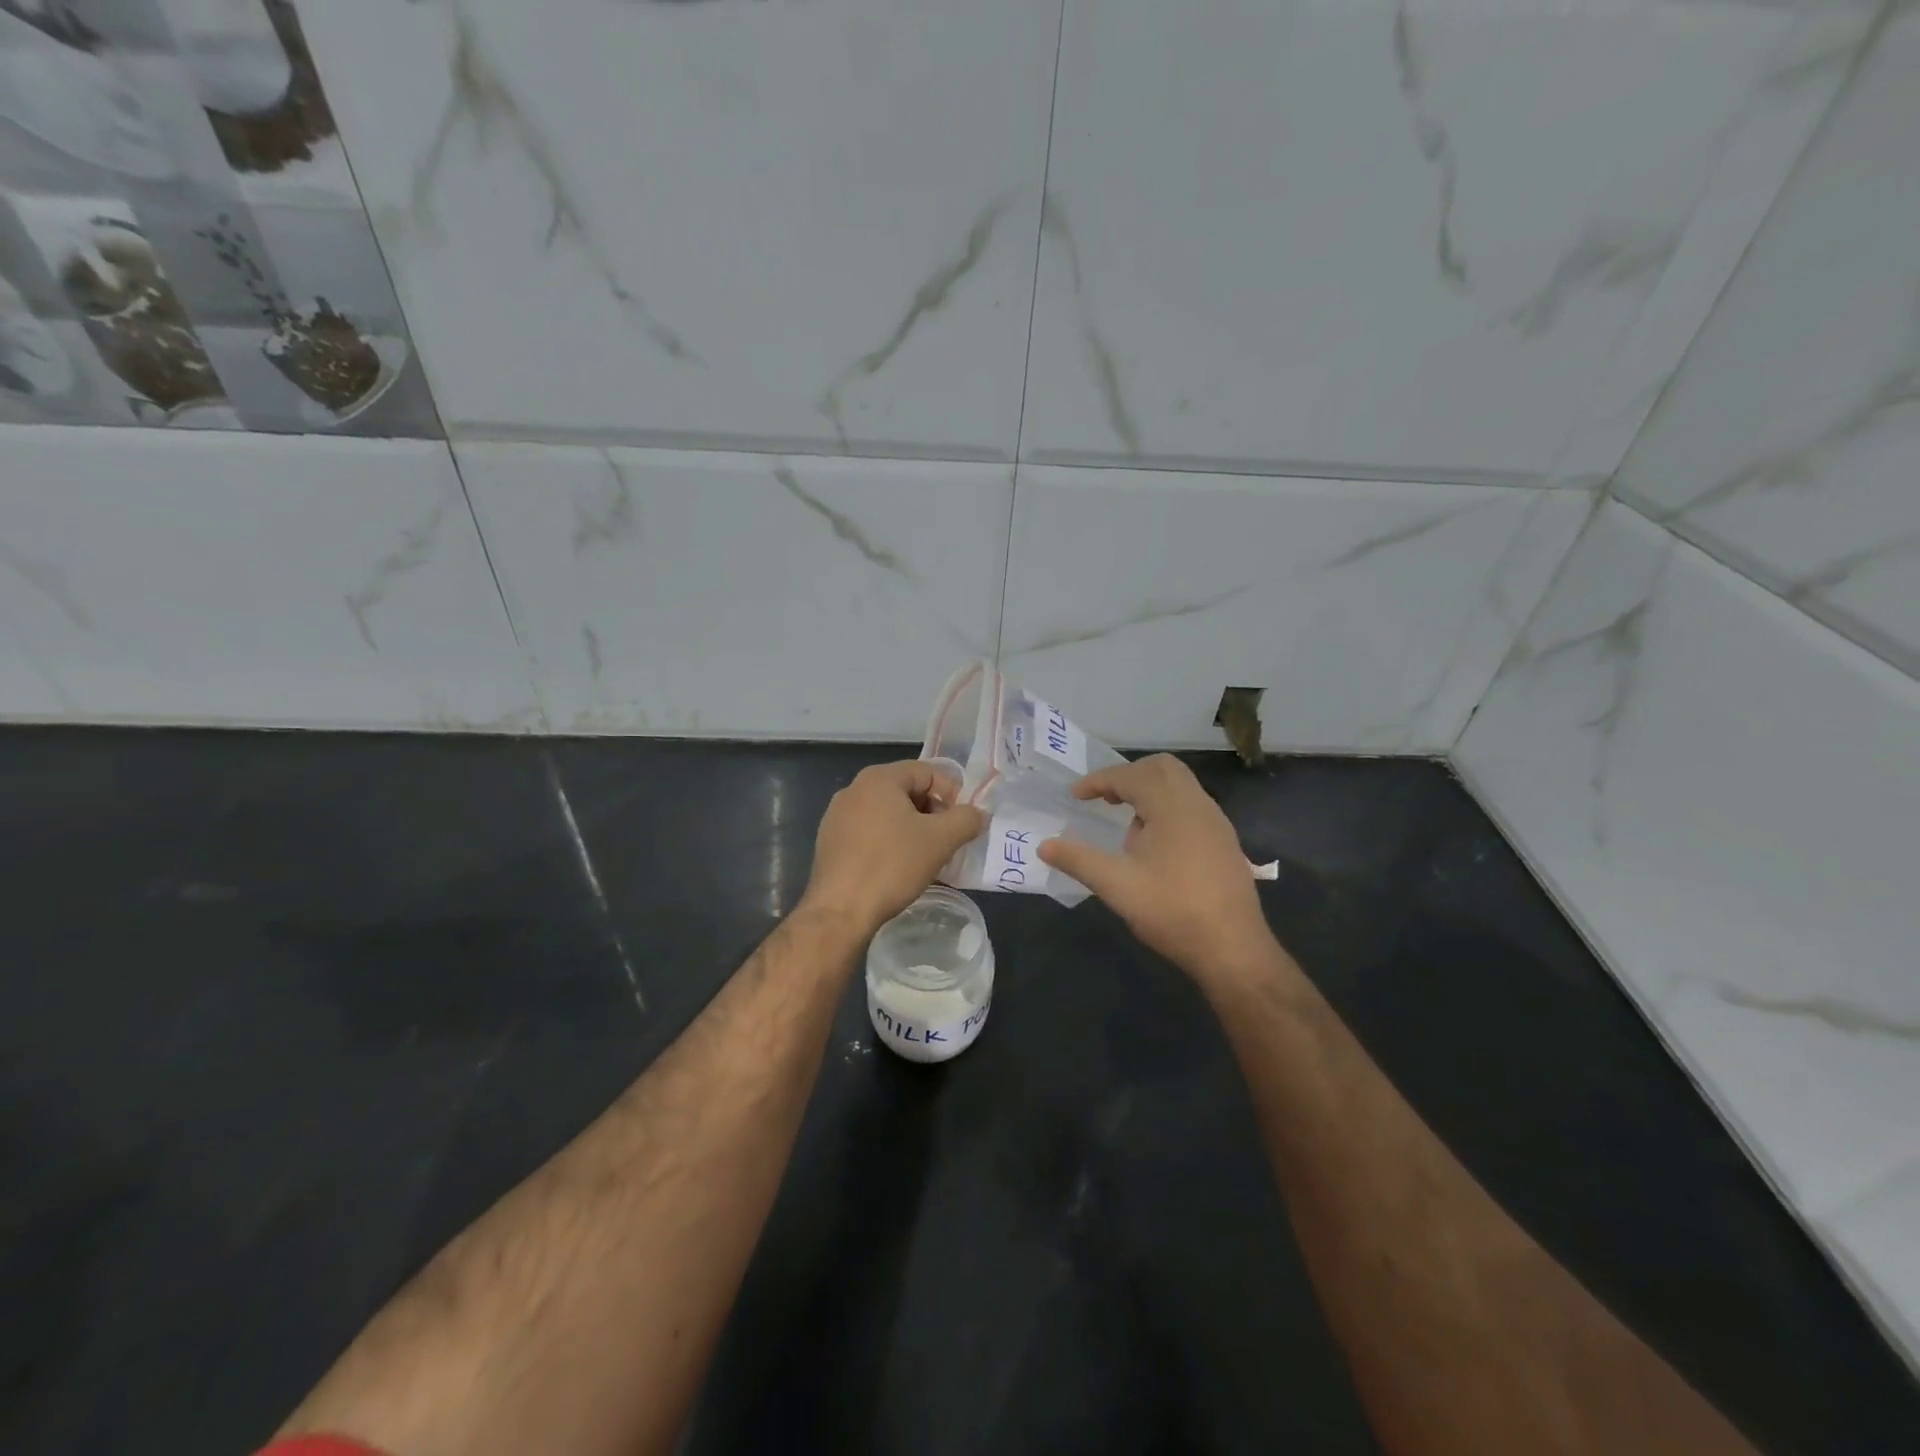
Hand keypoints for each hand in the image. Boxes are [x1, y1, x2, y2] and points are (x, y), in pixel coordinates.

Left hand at [802, 760, 985, 936]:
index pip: (927, 772)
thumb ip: (966, 819)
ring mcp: (837, 816)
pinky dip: (891, 842)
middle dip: (933, 813)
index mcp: (878, 778)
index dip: (953, 793)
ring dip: (914, 829)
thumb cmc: (892, 865)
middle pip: (907, 791)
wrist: (840, 911)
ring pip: (889, 814)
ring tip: (928, 856)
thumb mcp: (941, 840)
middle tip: (949, 840)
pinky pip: (870, 832)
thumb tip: (978, 814)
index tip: (964, 822)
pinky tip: (900, 867)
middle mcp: (854, 789)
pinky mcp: (830, 842)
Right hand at [1039, 755, 1275, 980]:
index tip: (1075, 796)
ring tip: (1126, 826)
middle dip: (1128, 776)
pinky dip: (1167, 808)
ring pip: (1180, 786)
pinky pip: (1192, 806)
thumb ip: (1078, 860)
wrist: (1233, 949)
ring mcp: (1216, 823)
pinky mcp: (1225, 843)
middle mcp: (1198, 805)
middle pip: (1161, 768)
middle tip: (1104, 798)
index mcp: (1172, 807)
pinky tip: (1154, 846)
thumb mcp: (1116, 886)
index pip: (1131, 775)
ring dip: (1149, 792)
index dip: (1099, 781)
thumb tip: (1044, 846)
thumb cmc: (1172, 911)